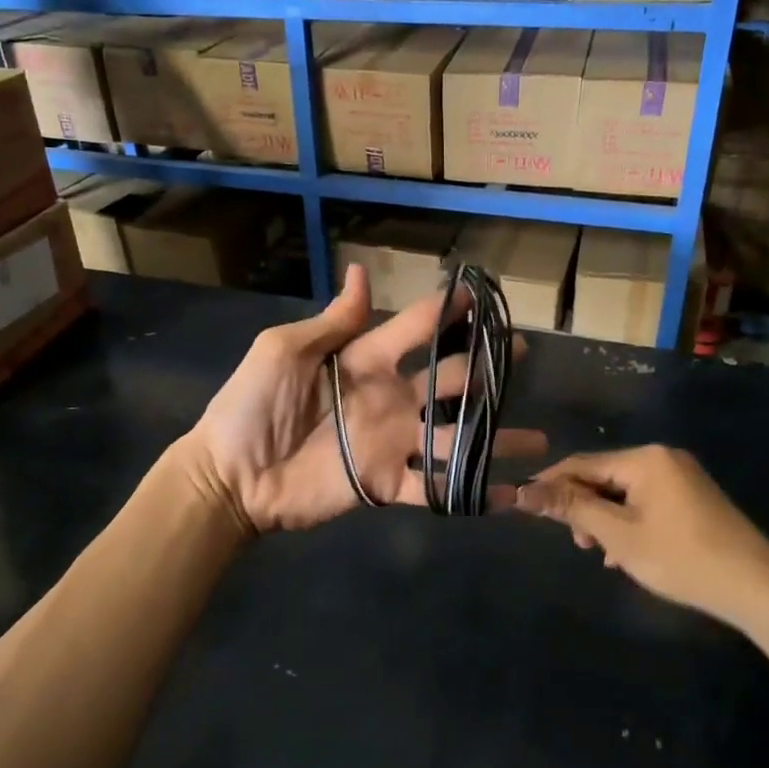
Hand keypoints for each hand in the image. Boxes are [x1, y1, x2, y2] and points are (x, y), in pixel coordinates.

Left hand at [182, 264, 547, 532]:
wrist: (230, 476)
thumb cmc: (251, 406)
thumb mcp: (284, 352)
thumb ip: (332, 323)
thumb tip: (361, 273)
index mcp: (364, 360)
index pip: (415, 328)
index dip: (446, 311)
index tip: (481, 295)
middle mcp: (388, 398)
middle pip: (448, 379)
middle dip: (484, 366)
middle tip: (523, 354)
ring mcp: (391, 443)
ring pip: (454, 435)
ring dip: (494, 436)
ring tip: (538, 437)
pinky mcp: (385, 484)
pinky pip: (434, 487)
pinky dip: (470, 493)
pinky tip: (510, 494)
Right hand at [515, 445, 768, 625]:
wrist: (759, 588)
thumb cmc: (682, 558)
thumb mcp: (619, 535)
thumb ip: (572, 509)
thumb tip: (522, 492)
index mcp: (645, 459)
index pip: (582, 463)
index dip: (551, 484)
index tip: (526, 506)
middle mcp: (663, 458)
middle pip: (604, 476)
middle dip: (584, 507)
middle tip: (578, 544)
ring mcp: (682, 477)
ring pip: (625, 493)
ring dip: (606, 519)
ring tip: (602, 554)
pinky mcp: (694, 499)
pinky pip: (647, 502)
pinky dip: (630, 523)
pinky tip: (626, 553)